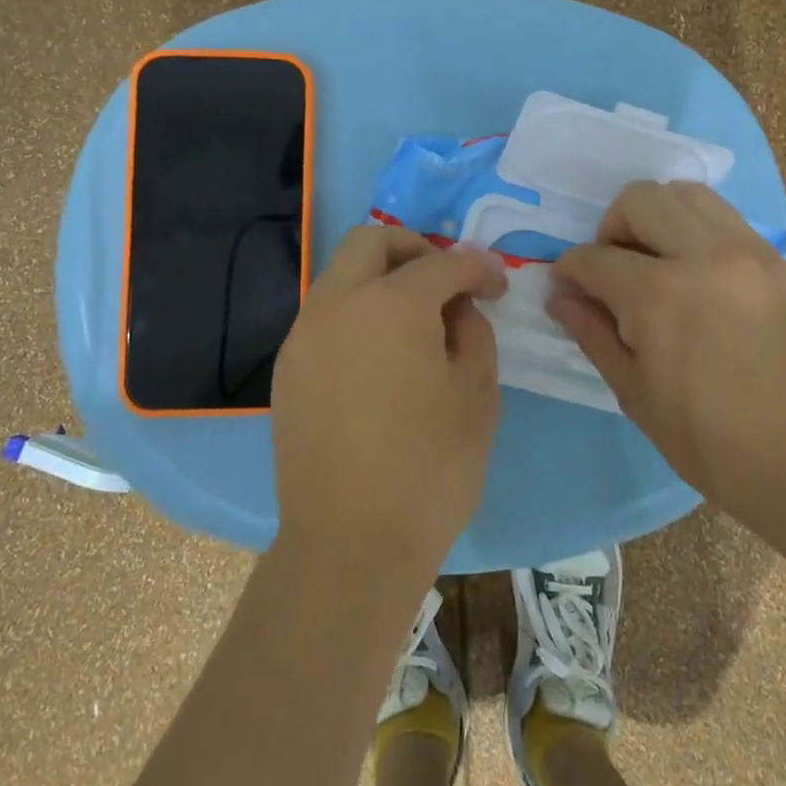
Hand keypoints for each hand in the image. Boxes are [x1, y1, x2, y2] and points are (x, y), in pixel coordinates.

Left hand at [271, 226, 507, 587]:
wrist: (349, 545)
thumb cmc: (429, 470)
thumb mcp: (477, 396)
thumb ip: (473, 333)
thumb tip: (456, 309)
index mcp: (392, 304)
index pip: (442, 262)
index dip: (478, 268)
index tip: (497, 286)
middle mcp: (338, 303)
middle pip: (372, 241)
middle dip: (415, 248)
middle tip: (445, 282)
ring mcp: (304, 333)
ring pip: (341, 273)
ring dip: (380, 278)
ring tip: (414, 320)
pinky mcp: (288, 367)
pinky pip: (325, 314)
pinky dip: (356, 311)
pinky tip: (379, 355)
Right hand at [548, 181, 785, 514]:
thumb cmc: (712, 442)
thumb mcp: (635, 393)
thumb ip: (592, 332)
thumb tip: (560, 295)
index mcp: (659, 295)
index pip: (595, 257)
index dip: (570, 270)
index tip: (566, 286)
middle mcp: (704, 255)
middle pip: (640, 199)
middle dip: (611, 227)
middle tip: (614, 268)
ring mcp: (750, 253)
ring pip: (688, 194)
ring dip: (658, 216)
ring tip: (658, 260)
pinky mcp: (781, 263)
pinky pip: (728, 220)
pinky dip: (699, 232)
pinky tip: (701, 276)